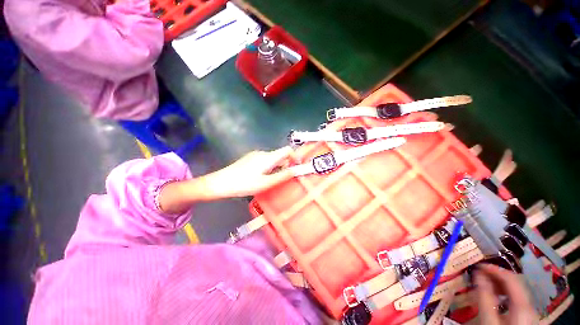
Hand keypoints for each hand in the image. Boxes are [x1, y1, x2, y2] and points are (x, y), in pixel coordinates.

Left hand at [200, 146, 293, 198]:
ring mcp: (255, 155)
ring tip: (272, 180)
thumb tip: (296, 171)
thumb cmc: (244, 184)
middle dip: (286, 165)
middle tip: (284, 179)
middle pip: (280, 155)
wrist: (220, 183)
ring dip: (277, 167)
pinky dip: (269, 167)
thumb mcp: (265, 183)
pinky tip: (262, 177)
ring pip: (272, 159)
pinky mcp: (250, 159)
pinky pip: (265, 160)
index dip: (294, 157)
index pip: (287, 150)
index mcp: (268, 157)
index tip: (297, 168)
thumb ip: (282, 176)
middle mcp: (263, 153)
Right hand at [474, 264, 538, 324]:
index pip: (511, 278)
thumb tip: (478, 273)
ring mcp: (531, 313)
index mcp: (523, 306)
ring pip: (516, 291)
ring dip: (499, 285)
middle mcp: (531, 306)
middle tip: (479, 275)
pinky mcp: (527, 318)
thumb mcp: (489, 320)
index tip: (478, 266)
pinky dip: (504, 295)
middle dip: (496, 277)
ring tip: (484, 284)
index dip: (494, 269)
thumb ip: (485, 297)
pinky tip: (495, 298)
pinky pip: (516, 300)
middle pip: (515, 284)